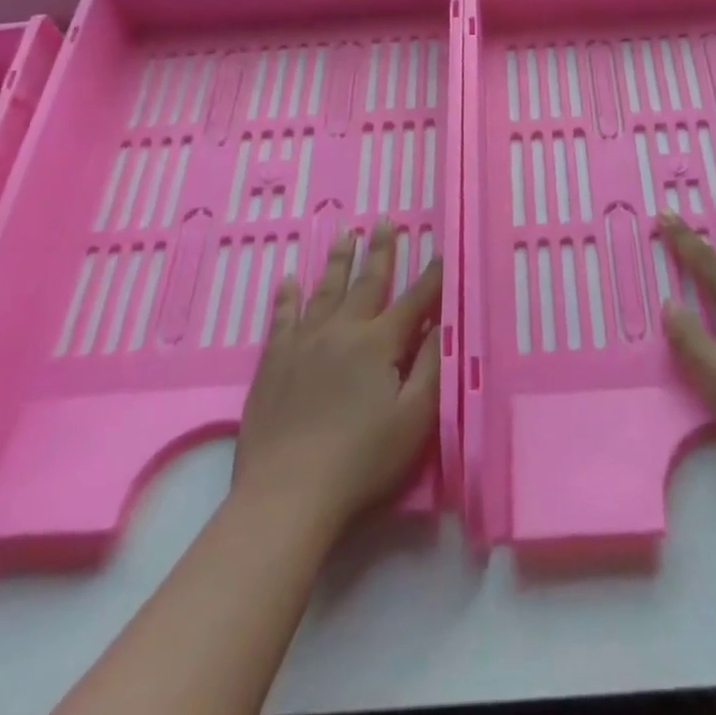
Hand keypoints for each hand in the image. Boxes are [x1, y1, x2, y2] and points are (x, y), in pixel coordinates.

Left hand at [230, 221, 440, 541]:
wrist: (287, 494)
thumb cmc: (362, 460)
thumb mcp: (414, 418)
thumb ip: (429, 366)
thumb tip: (441, 323)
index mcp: (379, 343)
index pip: (414, 301)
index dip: (432, 276)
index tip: (442, 250)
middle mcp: (341, 331)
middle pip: (366, 283)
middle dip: (380, 251)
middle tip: (384, 220)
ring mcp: (303, 344)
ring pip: (324, 291)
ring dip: (337, 261)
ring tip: (344, 234)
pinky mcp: (273, 363)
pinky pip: (282, 318)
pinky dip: (287, 297)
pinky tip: (288, 280)